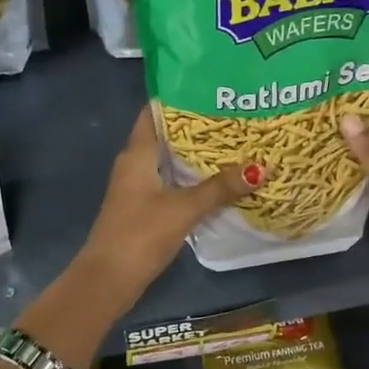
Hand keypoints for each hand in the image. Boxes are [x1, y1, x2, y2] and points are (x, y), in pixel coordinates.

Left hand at [78, 106, 258, 301]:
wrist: (108, 279)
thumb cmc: (140, 234)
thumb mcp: (183, 208)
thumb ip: (219, 188)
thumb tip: (260, 167)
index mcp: (136, 154)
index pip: (155, 112)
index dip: (180, 97)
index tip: (212, 88)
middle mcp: (134, 164)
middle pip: (166, 136)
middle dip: (197, 127)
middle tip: (235, 116)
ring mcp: (137, 188)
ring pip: (170, 162)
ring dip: (196, 156)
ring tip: (235, 144)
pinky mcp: (143, 209)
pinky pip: (171, 184)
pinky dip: (192, 180)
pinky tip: (218, 182)